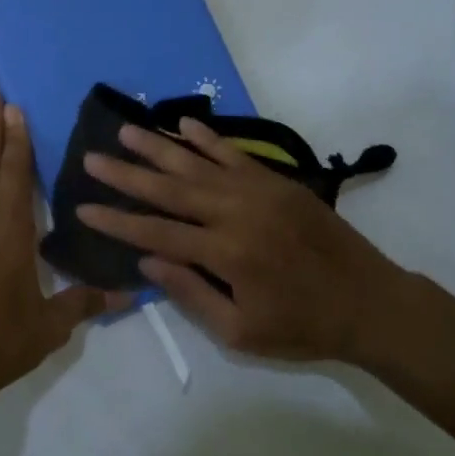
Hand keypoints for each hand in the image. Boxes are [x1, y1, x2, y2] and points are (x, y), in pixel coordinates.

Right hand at [77, 118, 399, 361]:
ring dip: (158, 146)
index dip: (117, 221)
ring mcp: (259, 191)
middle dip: (126, 174)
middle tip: (91, 158)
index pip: (157, 233)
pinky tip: (182, 124)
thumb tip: (147, 260)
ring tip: (125, 131)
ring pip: (198, 163)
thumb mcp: (242, 331)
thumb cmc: (303, 326)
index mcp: (226, 253)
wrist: (371, 302)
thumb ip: (191, 294)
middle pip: (170, 189)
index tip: (83, 208)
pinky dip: (207, 138)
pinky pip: (235, 153)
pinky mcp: (278, 181)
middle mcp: (237, 213)